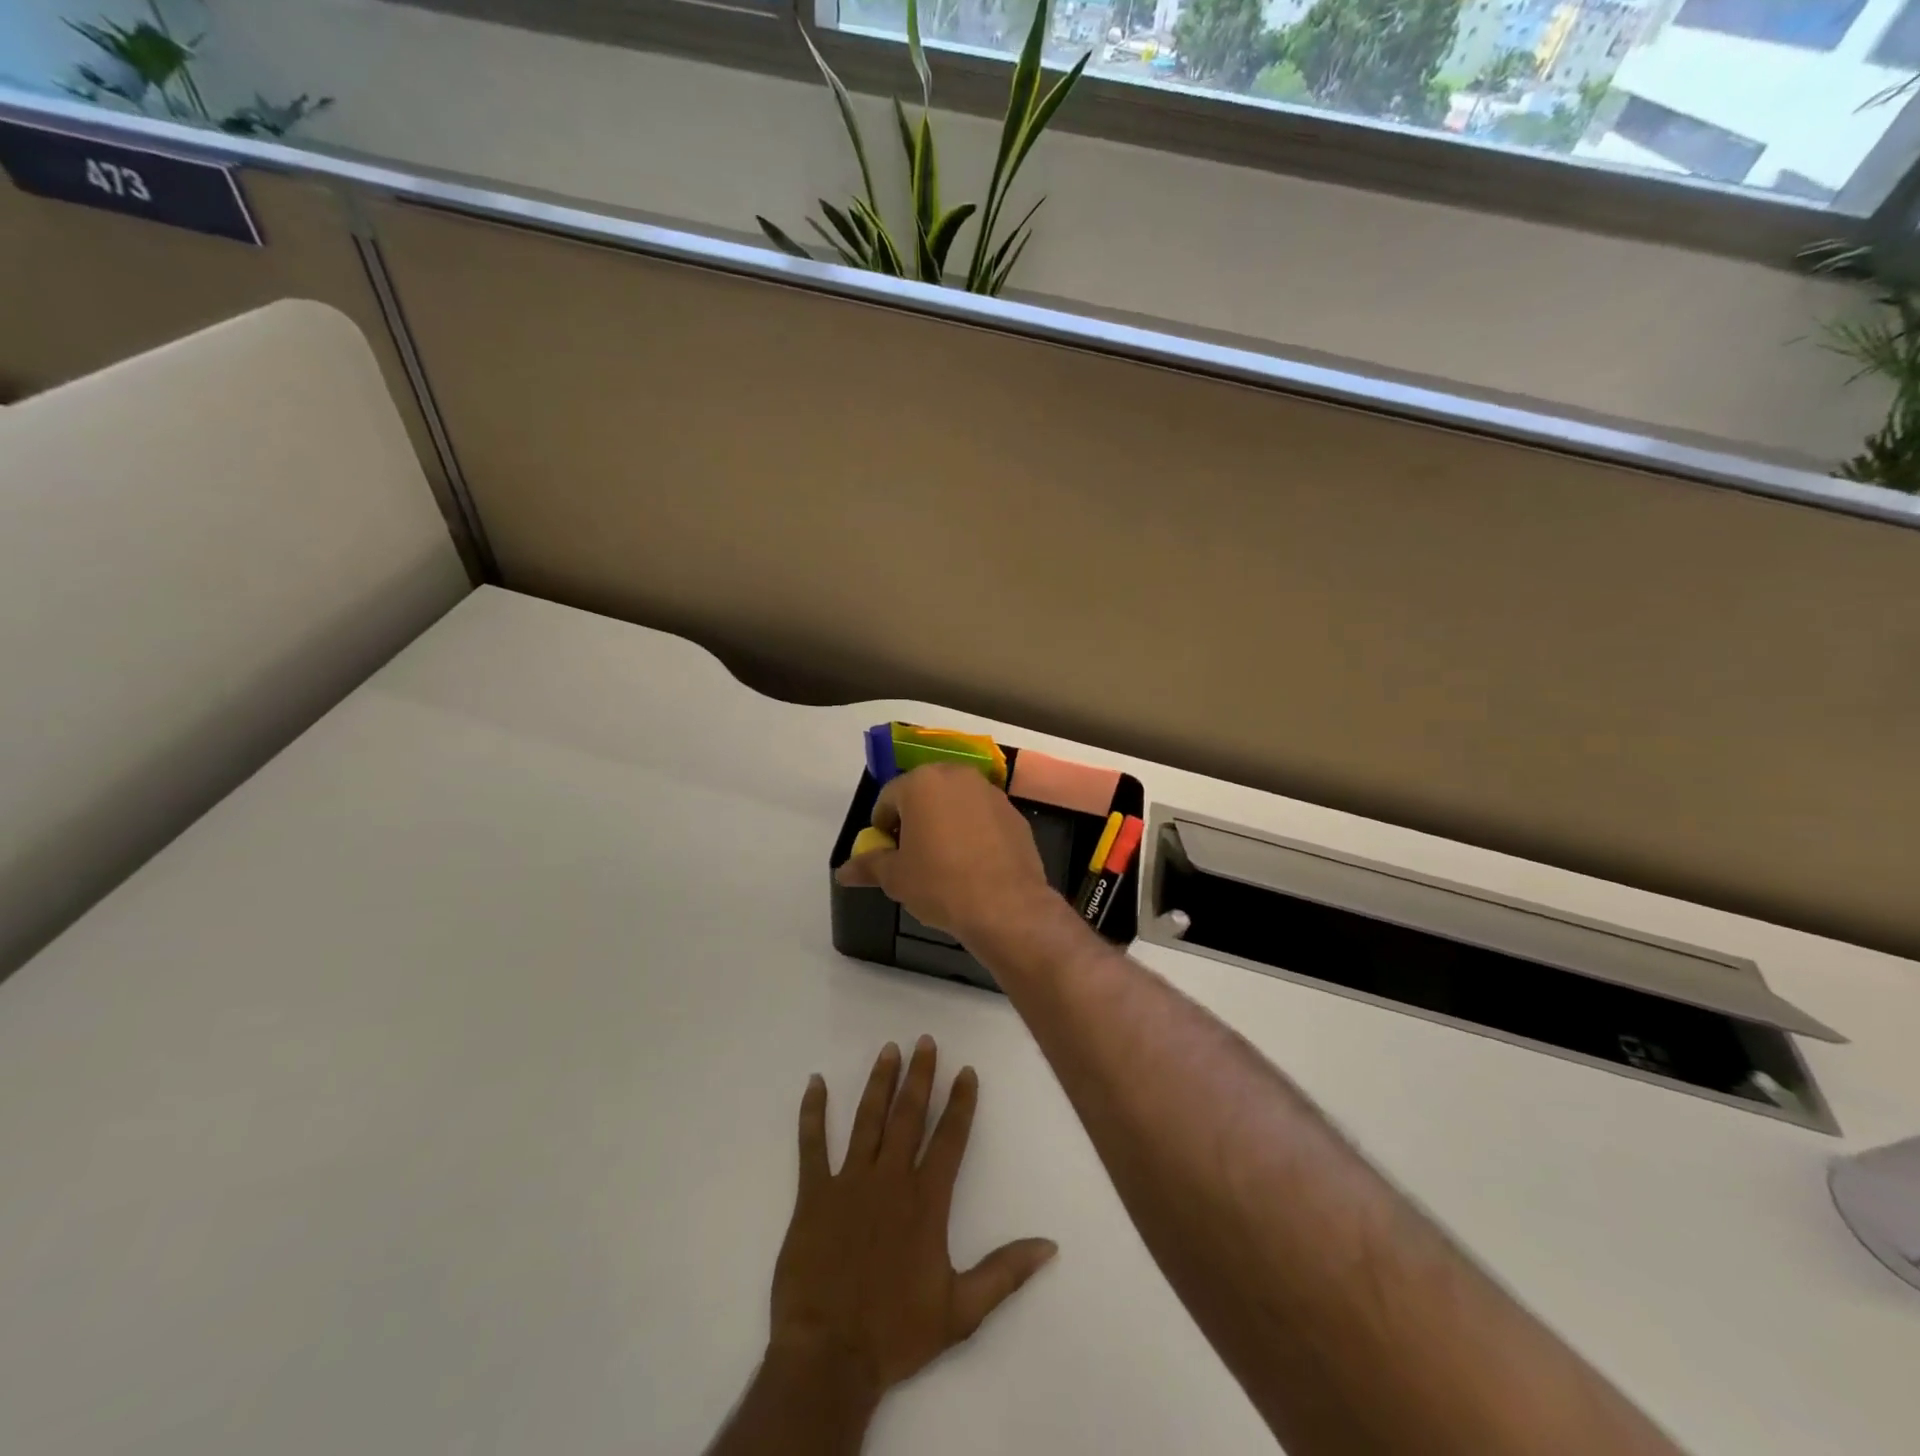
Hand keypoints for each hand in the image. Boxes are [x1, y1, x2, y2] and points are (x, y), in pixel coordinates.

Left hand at [769, 1037, 1057, 1401]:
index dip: (960, 1103)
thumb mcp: (962, 1311)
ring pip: (867, 1119)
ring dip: (879, 1082)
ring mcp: (849, 1182)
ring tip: (889, 1050)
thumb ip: (1005, 1272)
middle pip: (909, 1116)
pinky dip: (812, 1112)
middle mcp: (891, 1179)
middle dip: (920, 1076)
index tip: (966, 1071)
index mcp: (926, 1201)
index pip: (950, 1139)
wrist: (829, 1356)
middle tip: (925, 1041)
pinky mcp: (813, 1194)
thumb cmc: (896, 1333)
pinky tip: (814, 1083)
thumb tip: (1050, 1246)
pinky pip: (812, 1144)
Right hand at [835, 765, 1057, 941]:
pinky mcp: (1015, 814)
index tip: (885, 852)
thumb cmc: (940, 884)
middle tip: (912, 853)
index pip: (889, 797)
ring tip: (944, 859)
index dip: (882, 826)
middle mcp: (958, 776)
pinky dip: (974, 831)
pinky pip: (983, 817)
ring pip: (957, 802)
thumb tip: (843, 872)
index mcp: (922, 783)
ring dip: (946, 821)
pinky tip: (973, 863)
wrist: (1006, 906)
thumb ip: (868, 866)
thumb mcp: (895, 878)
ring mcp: (991, 793)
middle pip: (925, 792)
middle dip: (915, 818)